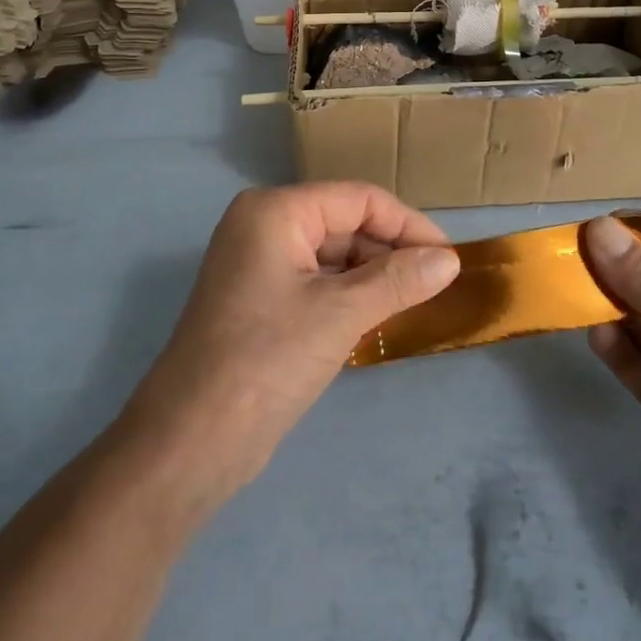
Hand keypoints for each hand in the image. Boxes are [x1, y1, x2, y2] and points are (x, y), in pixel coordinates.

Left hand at [121, 183, 458, 510]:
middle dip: (391, 250)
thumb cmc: (266, 361)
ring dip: (373, 274)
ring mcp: (258, 262)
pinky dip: (350, 293)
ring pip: (333, 253)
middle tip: (438, 284)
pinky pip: (317, 280)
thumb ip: (398, 280)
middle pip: (345, 222)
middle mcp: (263, 225)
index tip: (449, 259)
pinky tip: (380, 315)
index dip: (408, 224)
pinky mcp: (260, 297)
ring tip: (417, 301)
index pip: (358, 199)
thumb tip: (450, 260)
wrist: (190, 441)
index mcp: (275, 211)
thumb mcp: (340, 314)